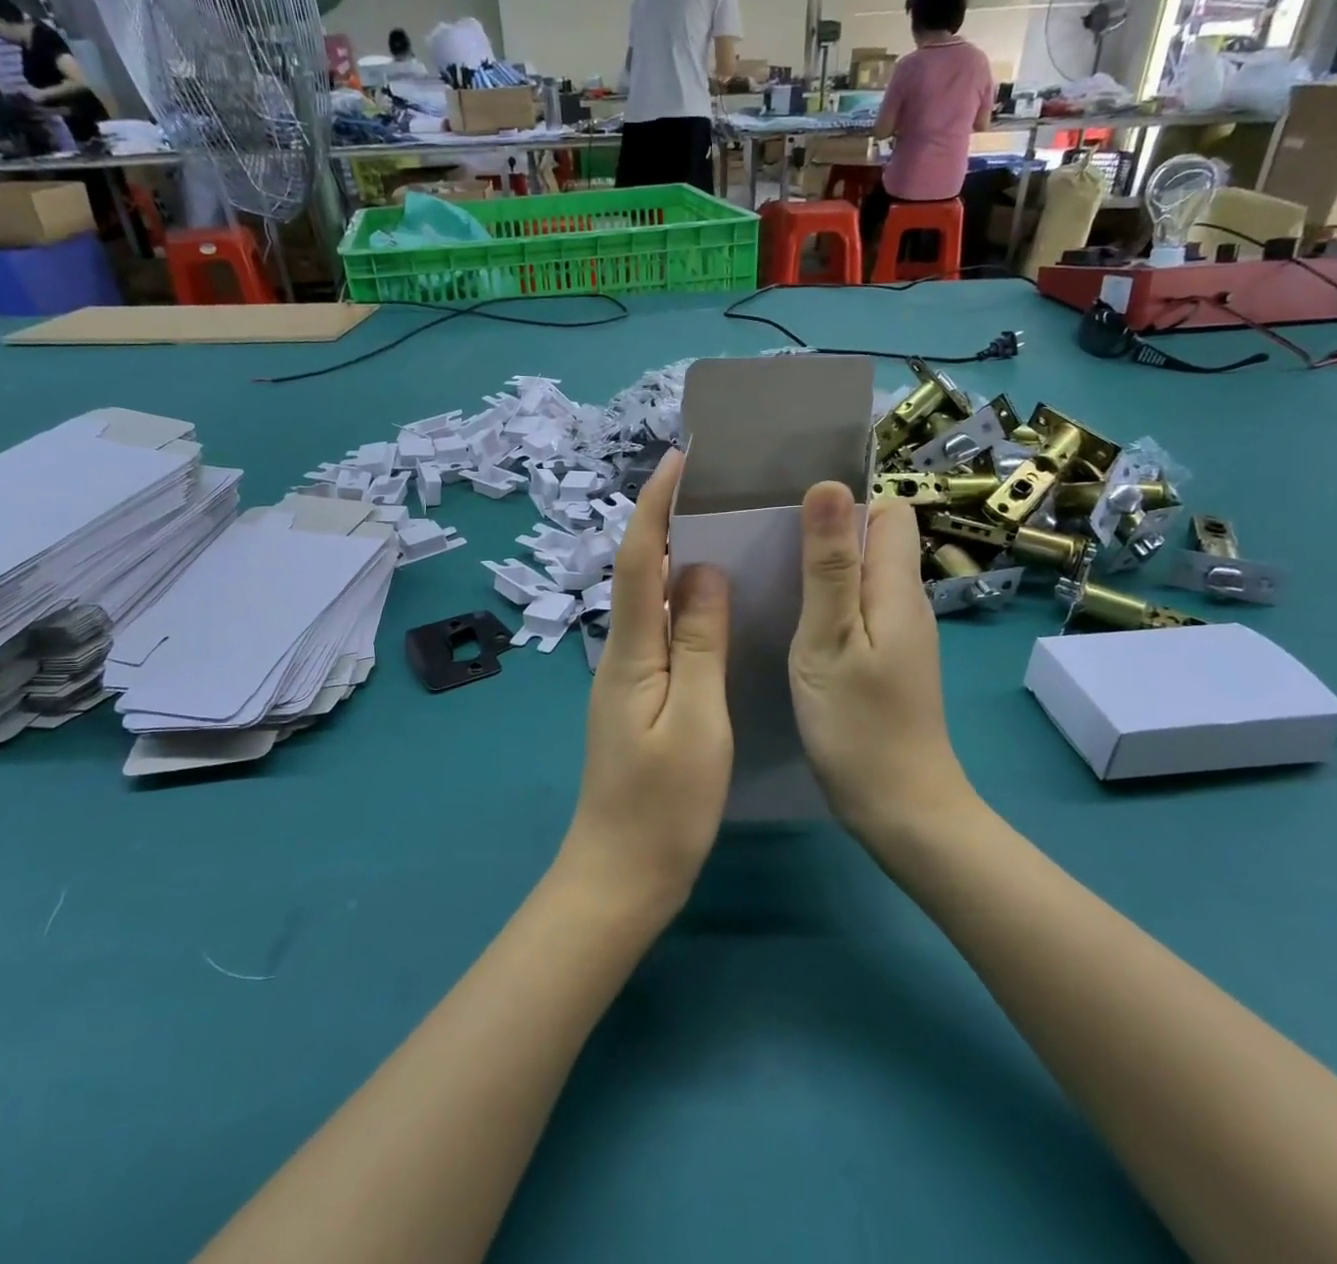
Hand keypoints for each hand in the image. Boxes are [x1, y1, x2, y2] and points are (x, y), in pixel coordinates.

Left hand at [560, 451, 731, 918]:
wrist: (620, 875)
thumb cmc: (664, 806)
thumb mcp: (696, 721)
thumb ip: (700, 643)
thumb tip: (704, 570)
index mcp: (632, 651)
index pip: (641, 560)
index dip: (655, 506)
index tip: (679, 460)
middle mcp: (621, 652)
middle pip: (640, 572)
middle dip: (664, 519)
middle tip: (708, 484)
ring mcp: (626, 676)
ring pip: (649, 600)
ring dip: (674, 556)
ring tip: (717, 526)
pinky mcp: (638, 697)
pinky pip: (660, 631)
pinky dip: (682, 600)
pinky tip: (712, 602)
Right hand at [789, 483, 971, 837]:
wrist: (900, 809)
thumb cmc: (858, 725)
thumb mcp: (829, 640)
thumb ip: (828, 566)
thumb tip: (829, 486)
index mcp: (897, 588)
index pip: (889, 512)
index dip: (846, 505)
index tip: (792, 517)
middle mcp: (906, 602)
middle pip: (874, 542)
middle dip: (826, 534)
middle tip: (768, 547)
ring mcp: (900, 635)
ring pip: (862, 578)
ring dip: (822, 571)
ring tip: (770, 578)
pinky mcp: (887, 661)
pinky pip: (858, 611)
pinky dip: (827, 606)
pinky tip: (792, 623)